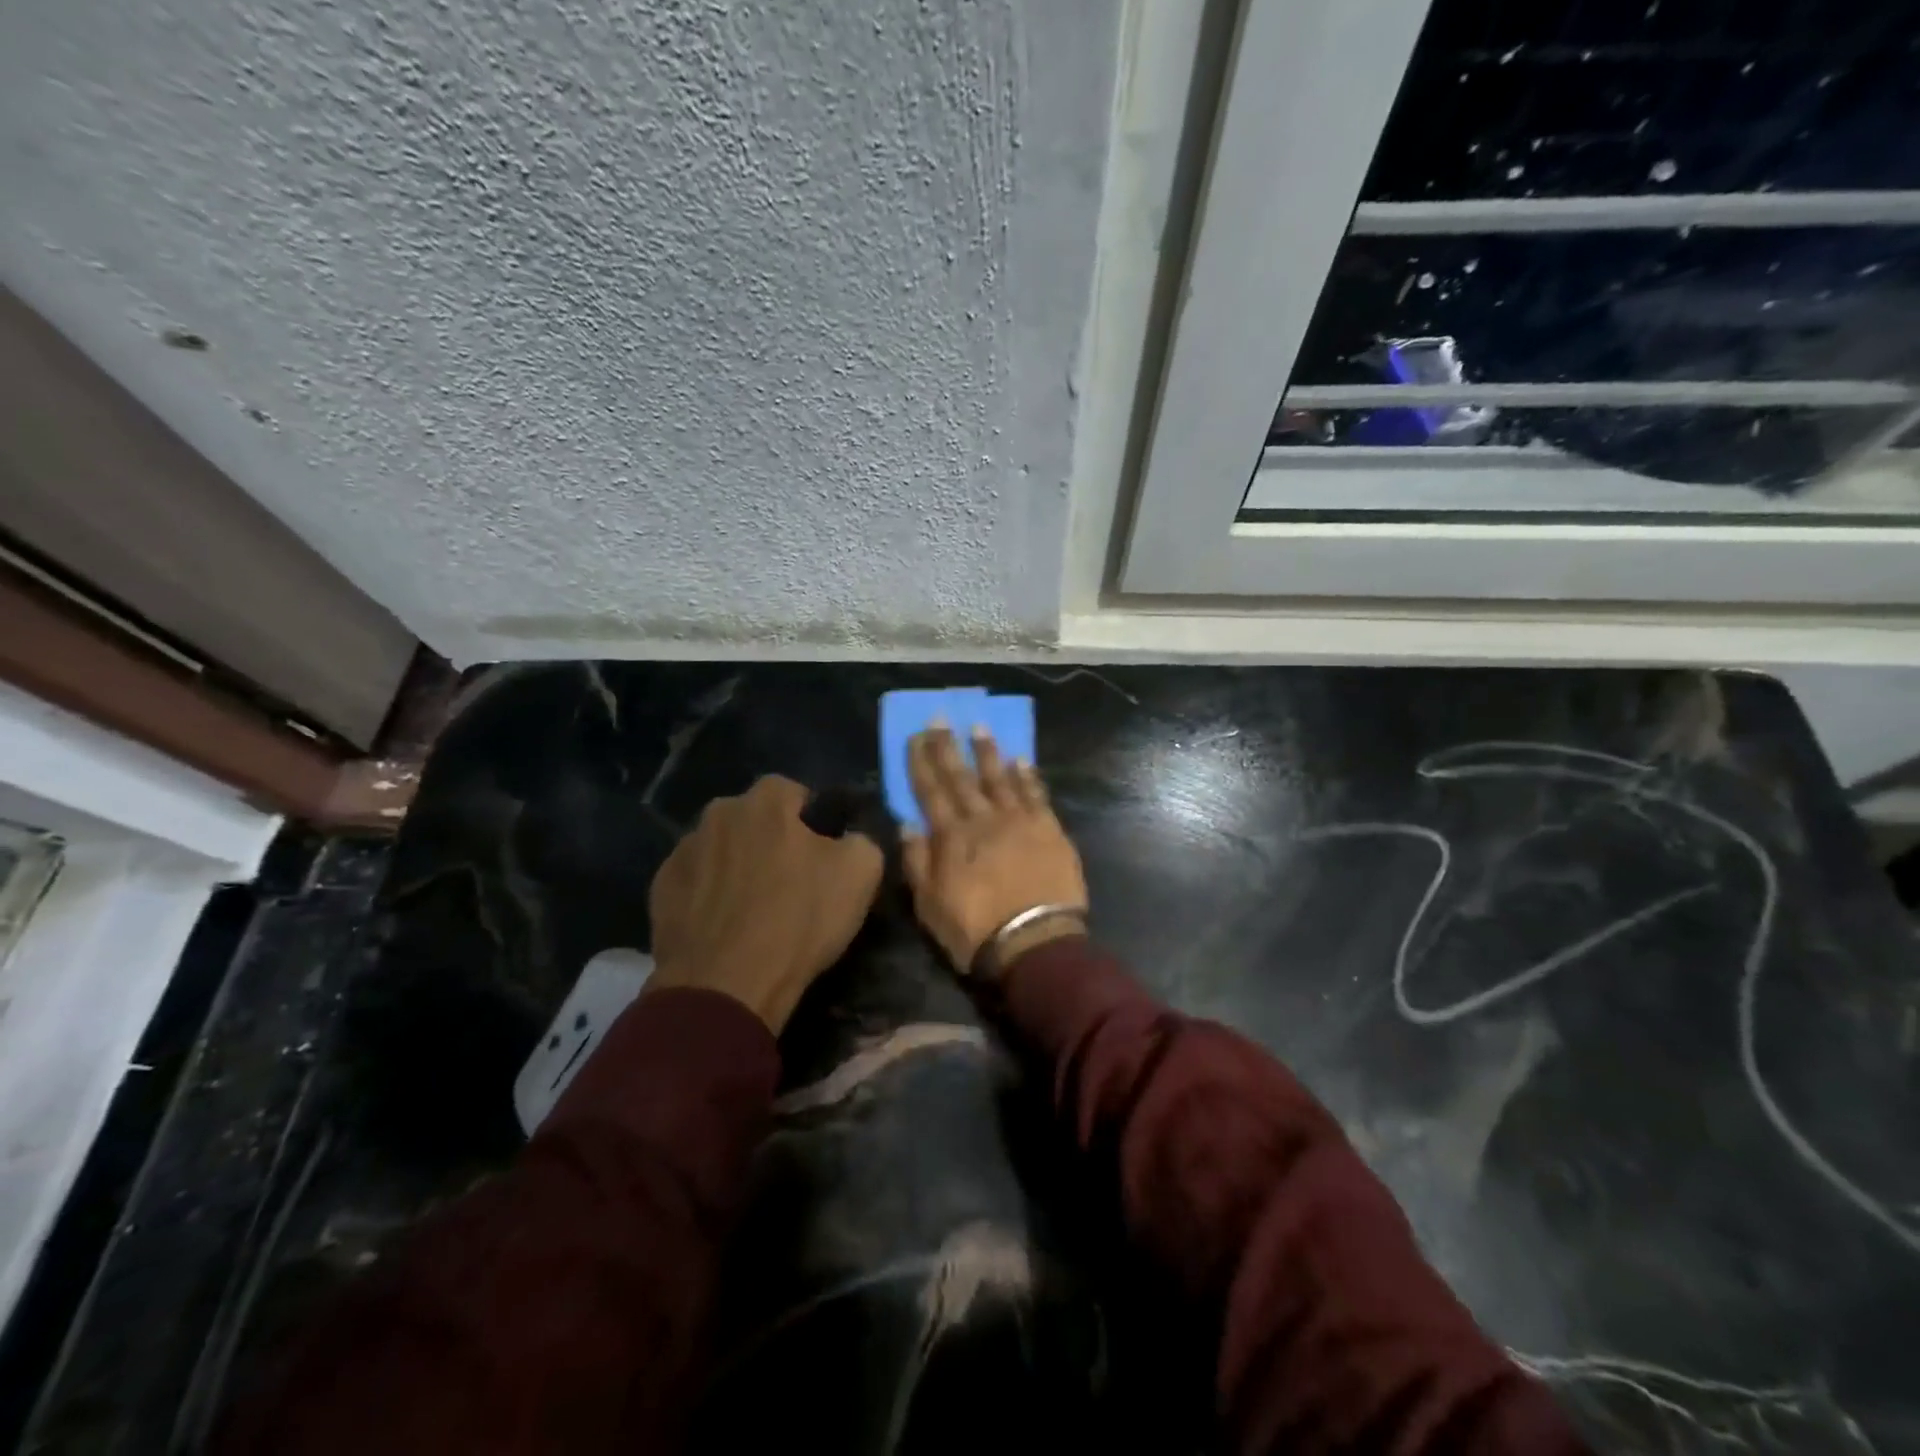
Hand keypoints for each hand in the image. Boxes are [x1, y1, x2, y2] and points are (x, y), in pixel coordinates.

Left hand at [647, 776, 883, 1032]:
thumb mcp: (861, 874)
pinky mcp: (660, 890)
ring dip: (737, 867)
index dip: (811, 820)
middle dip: (770, 840)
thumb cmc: (797, 921)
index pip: (793, 791)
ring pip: (721, 850)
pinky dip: (708, 896)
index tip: (822, 854)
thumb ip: (861, 840)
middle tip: (790, 881)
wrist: (726, 986)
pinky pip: (695, 882)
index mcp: (765, 801)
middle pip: (753, 819)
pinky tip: (724, 927)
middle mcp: (718, 814)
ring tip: (754, 909)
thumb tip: (850, 838)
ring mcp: (682, 851)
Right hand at [901, 726, 1088, 974]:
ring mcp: (1019, 821)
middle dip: (949, 747)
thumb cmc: (974, 930)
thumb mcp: (929, 904)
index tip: (916, 736)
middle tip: (941, 718)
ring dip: (988, 752)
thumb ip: (917, 861)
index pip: (930, 791)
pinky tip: (1021, 759)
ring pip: (999, 778)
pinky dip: (1027, 775)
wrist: (1034, 944)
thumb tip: (907, 823)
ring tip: (979, 727)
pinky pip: (1036, 794)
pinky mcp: (1049, 829)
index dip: (921, 762)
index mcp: (951, 837)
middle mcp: (983, 819)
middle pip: (962, 777)